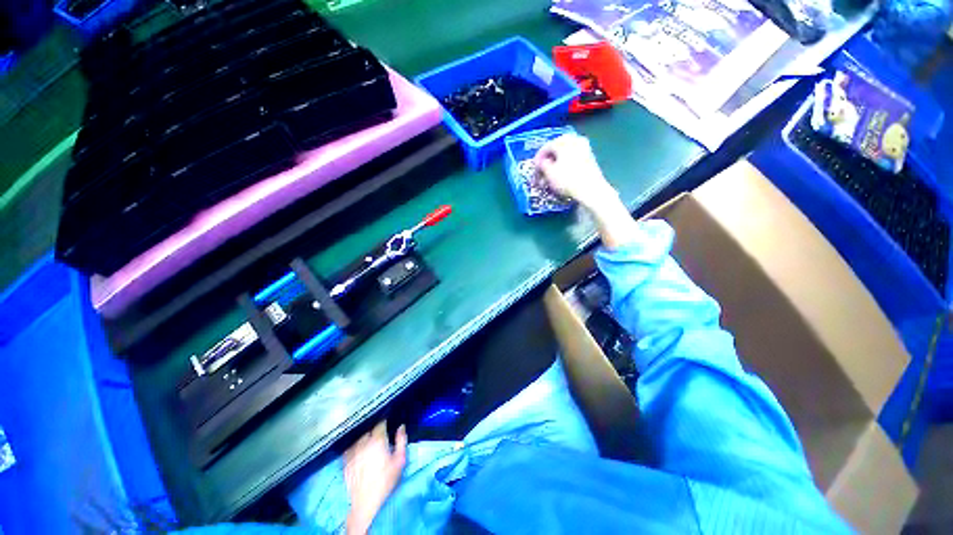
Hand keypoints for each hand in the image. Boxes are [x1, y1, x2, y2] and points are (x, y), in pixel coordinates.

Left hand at [344, 421, 406, 534]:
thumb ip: (401, 440)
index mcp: (378, 440)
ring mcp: (352, 452)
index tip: (387, 424)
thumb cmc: (386, 481)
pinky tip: (359, 451)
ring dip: (364, 438)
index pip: (380, 423)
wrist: (366, 502)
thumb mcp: (400, 460)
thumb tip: (401, 426)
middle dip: (374, 430)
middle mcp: (363, 443)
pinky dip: (355, 447)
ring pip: (359, 438)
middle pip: (368, 430)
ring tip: (369, 442)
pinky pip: (350, 448)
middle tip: (379, 435)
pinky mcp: (345, 461)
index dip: (384, 422)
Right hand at [535, 133, 639, 249]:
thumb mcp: (549, 173)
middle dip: (548, 159)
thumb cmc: (568, 180)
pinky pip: (573, 157)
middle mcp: (575, 140)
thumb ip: (542, 165)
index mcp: (564, 141)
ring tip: (551, 173)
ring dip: (557, 161)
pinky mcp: (590, 157)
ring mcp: (584, 147)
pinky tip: (563, 173)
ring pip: (566, 152)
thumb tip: (542, 162)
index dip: (538, 158)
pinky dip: (566, 163)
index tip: (534, 167)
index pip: (546, 146)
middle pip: (557, 147)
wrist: (591, 190)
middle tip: (542, 169)